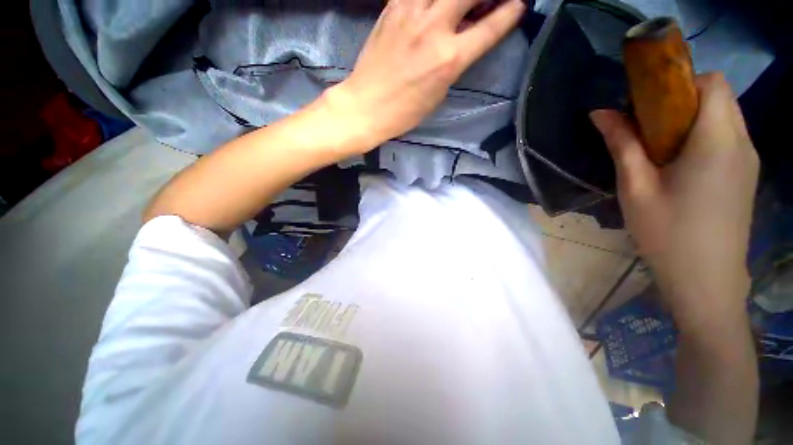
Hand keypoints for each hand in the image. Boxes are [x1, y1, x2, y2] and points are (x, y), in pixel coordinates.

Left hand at [325, 0, 525, 149]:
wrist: (366, 106)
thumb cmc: (404, 111)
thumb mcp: (439, 93)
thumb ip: (456, 61)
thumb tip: (468, 39)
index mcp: (449, 59)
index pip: (492, 26)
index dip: (511, 12)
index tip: (519, 5)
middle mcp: (434, 28)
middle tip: (489, 2)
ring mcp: (410, 13)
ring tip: (459, 6)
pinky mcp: (392, 7)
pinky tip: (433, 5)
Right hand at [590, 73, 758, 328]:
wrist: (706, 281)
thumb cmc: (667, 233)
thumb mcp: (636, 187)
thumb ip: (622, 144)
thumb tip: (601, 112)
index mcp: (717, 141)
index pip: (712, 83)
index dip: (682, 81)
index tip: (649, 102)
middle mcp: (742, 143)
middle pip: (719, 97)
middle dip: (683, 100)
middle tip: (647, 127)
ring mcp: (748, 160)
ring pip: (724, 117)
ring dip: (691, 119)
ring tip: (659, 149)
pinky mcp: (745, 176)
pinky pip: (728, 138)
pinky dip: (703, 136)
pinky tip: (679, 165)